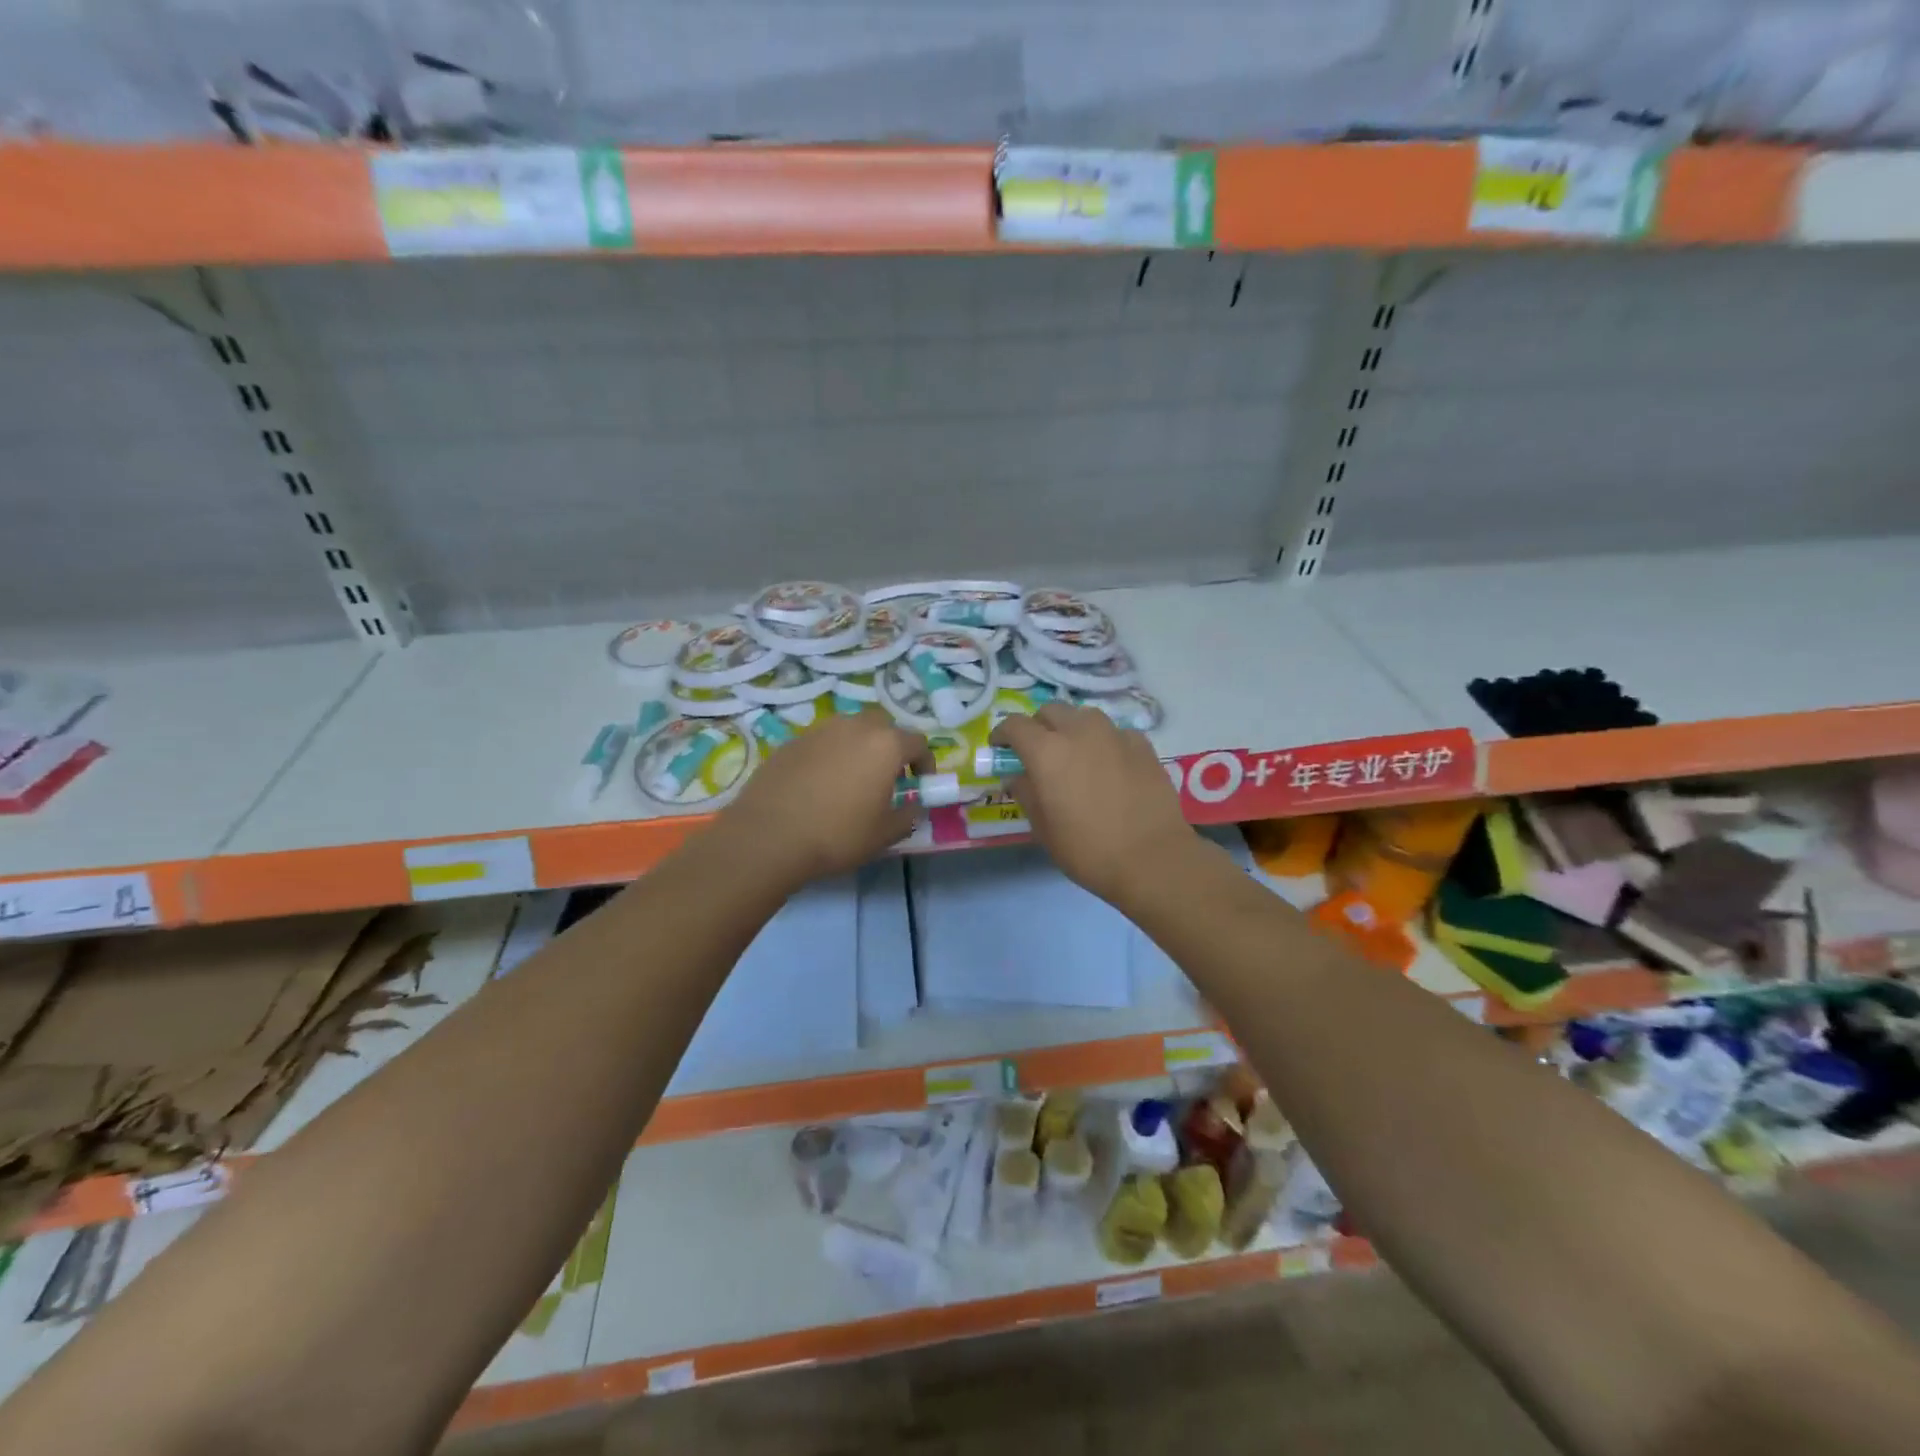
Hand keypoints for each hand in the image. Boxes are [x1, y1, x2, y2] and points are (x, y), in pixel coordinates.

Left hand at [719, 708, 929, 887]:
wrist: (768, 835)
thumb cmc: (837, 834)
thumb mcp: (884, 835)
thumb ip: (907, 816)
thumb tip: (913, 807)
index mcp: (885, 745)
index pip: (918, 742)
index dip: (924, 763)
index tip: (920, 784)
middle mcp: (854, 727)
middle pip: (883, 725)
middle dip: (890, 746)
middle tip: (886, 777)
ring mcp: (819, 731)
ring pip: (849, 729)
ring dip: (858, 747)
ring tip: (851, 779)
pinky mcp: (791, 741)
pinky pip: (821, 742)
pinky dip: (829, 756)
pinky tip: (819, 785)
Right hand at [991, 704, 1196, 906]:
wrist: (1153, 858)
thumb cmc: (1088, 850)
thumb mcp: (1043, 829)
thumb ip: (1026, 794)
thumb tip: (1017, 776)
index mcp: (1047, 751)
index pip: (1015, 725)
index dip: (1003, 734)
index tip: (1001, 748)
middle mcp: (1079, 731)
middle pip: (1050, 711)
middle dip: (1039, 726)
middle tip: (1038, 752)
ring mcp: (1114, 734)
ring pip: (1084, 716)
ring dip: (1072, 728)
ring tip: (1075, 754)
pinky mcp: (1142, 744)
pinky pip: (1115, 732)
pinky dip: (1105, 742)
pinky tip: (1109, 765)